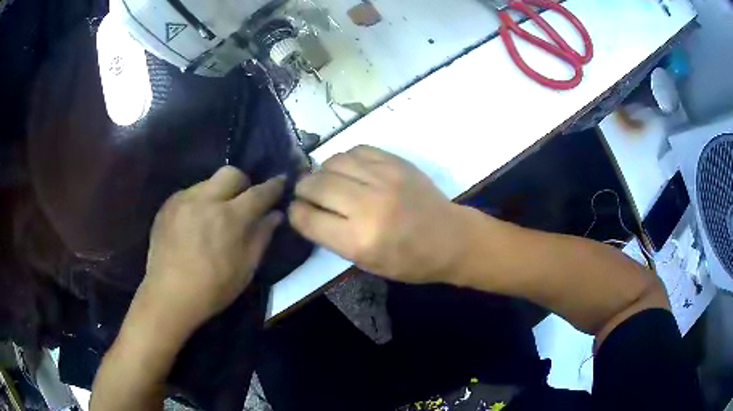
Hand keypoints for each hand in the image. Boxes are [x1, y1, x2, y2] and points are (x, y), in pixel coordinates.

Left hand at [136, 167, 284, 337]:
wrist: (169, 295)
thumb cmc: (213, 288)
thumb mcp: (246, 268)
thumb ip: (262, 237)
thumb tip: (275, 215)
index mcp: (229, 219)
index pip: (258, 193)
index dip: (273, 186)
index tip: (281, 180)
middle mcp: (206, 200)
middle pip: (231, 173)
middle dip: (242, 183)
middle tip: (241, 202)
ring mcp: (183, 200)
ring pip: (208, 182)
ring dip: (218, 194)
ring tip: (213, 216)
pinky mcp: (167, 205)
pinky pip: (189, 193)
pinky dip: (198, 202)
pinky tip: (194, 223)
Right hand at [289, 146, 467, 283]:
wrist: (450, 238)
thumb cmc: (409, 261)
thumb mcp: (366, 263)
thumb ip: (332, 237)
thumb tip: (307, 211)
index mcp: (359, 241)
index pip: (307, 218)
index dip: (295, 213)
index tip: (297, 211)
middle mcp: (368, 205)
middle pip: (315, 184)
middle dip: (303, 189)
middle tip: (308, 194)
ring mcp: (384, 179)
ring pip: (332, 162)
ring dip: (323, 172)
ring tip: (329, 181)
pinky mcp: (396, 163)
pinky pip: (356, 150)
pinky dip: (346, 160)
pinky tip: (351, 171)